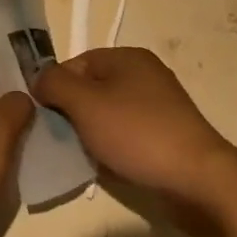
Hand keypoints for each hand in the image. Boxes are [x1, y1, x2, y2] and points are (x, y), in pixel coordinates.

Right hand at [31, 47, 231, 204]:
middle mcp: (144, 75)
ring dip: (90, 133)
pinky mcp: (165, 136)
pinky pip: (126, 135)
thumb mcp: (85, 103)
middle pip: (92, 88)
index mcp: (128, 57)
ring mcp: (158, 106)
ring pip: (108, 114)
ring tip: (80, 156)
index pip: (76, 63)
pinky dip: (112, 148)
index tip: (45, 117)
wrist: (196, 180)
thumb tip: (40, 80)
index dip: (55, 87)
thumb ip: (55, 84)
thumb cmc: (137, 133)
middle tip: (59, 139)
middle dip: (72, 113)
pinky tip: (105, 167)